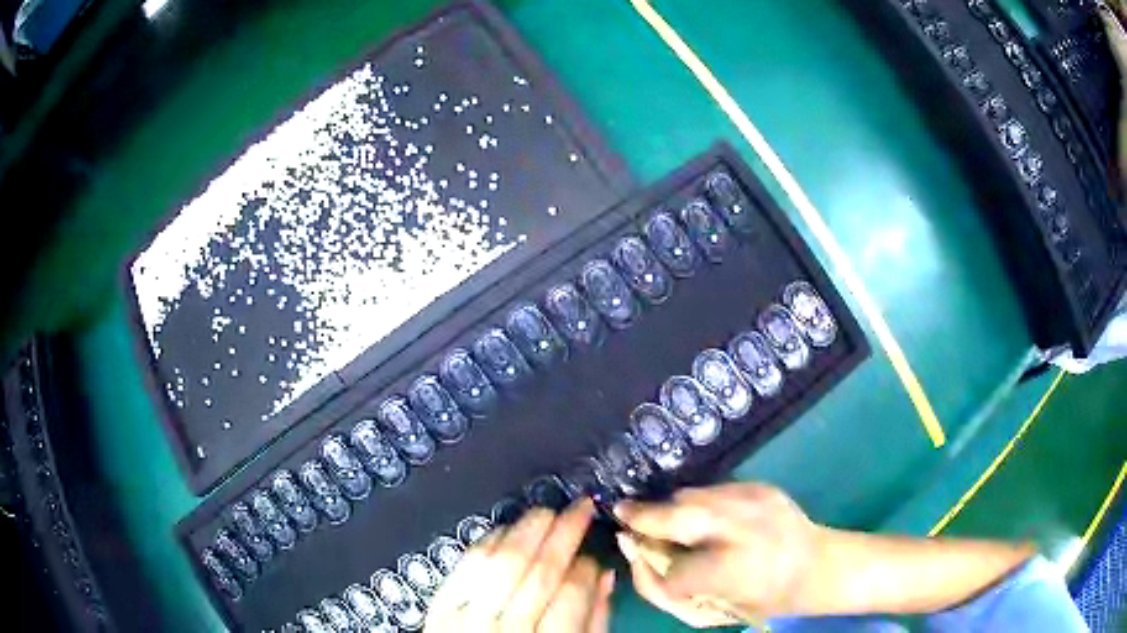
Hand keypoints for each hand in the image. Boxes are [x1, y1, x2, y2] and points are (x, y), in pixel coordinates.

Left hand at [426, 499, 614, 631]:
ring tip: (548, 511)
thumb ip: (593, 622)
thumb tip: (604, 575)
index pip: (571, 595)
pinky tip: (507, 530)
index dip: (586, 568)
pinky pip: (468, 565)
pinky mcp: (439, 606)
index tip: (594, 554)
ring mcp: (466, 616)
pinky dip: (489, 542)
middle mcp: (505, 629)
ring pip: (502, 562)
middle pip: (538, 572)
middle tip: (580, 508)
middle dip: (563, 533)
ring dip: (528, 530)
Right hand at [614, 483, 820, 626]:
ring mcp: (753, 499)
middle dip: (646, 516)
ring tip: (678, 524)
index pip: (668, 567)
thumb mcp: (711, 610)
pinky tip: (709, 519)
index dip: (645, 558)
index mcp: (731, 571)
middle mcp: (742, 526)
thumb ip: (666, 587)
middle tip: (632, 522)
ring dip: (673, 510)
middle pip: (675, 514)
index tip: (628, 543)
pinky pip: (711, 490)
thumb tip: (634, 552)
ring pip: (690, 496)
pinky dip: (699, 504)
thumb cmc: (761, 597)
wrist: (817, 566)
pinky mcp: (759, 486)